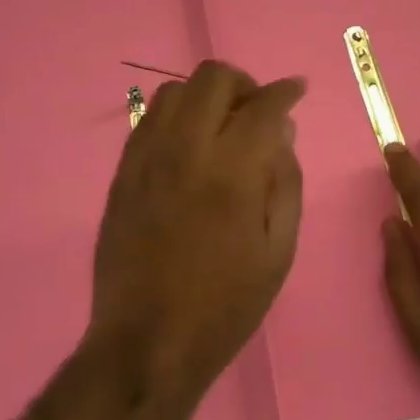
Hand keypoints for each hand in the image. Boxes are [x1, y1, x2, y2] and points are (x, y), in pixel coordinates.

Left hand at [91, 61, 305, 398]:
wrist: (147, 342)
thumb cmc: (226, 304)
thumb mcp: (279, 250)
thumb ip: (286, 182)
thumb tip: (282, 132)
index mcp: (233, 172)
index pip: (264, 105)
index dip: (286, 91)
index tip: (297, 90)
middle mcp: (187, 150)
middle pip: (214, 77)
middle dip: (245, 84)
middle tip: (257, 112)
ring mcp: (147, 158)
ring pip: (175, 90)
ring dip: (206, 96)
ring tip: (221, 127)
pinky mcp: (122, 173)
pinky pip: (147, 119)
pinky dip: (175, 116)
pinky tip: (188, 146)